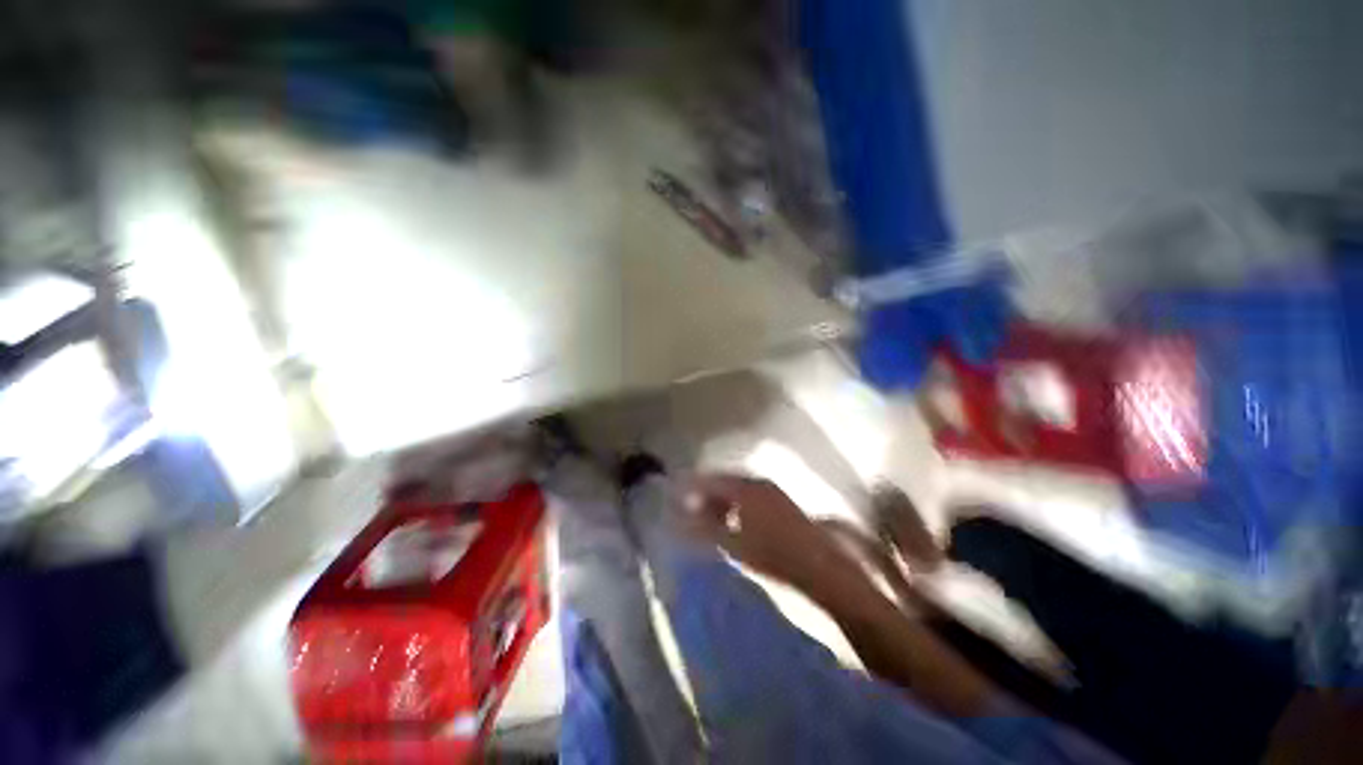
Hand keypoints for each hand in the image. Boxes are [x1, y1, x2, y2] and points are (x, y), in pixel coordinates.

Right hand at [683, 474, 845, 588]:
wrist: (819, 565)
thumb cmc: (772, 555)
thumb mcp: (732, 544)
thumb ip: (703, 529)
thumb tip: (680, 517)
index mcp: (744, 488)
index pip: (711, 479)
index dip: (692, 485)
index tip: (677, 493)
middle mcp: (758, 482)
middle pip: (725, 481)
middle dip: (707, 491)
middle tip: (690, 505)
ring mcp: (773, 490)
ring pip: (739, 488)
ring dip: (722, 498)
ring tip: (709, 515)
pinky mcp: (782, 501)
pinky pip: (752, 494)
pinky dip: (737, 503)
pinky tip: (734, 519)